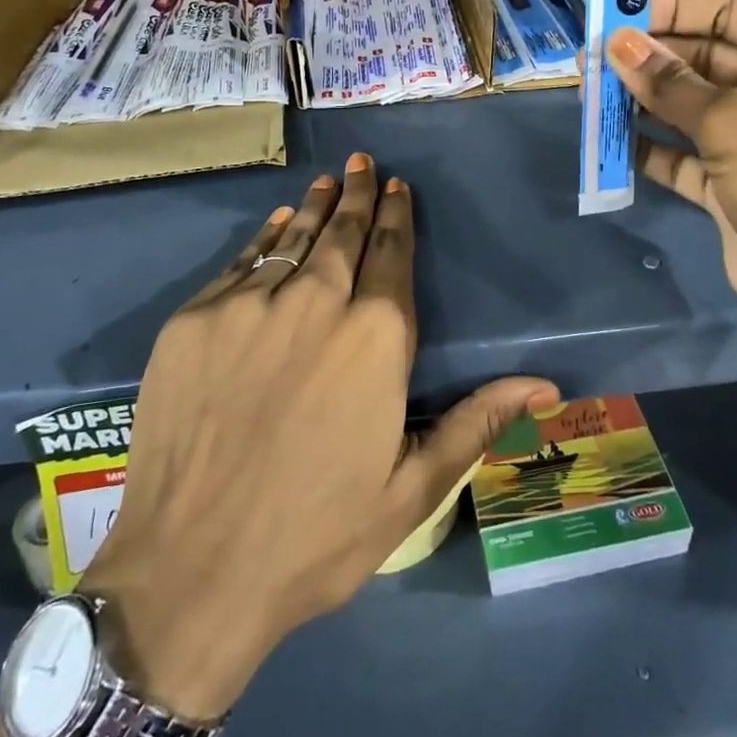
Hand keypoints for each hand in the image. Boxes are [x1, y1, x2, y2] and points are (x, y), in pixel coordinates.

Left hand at [80, 153, 558, 721]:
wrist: (189, 573)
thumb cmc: (315, 535)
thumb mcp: (412, 489)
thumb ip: (477, 421)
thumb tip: (547, 384)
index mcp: (374, 336)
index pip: (391, 255)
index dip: (396, 216)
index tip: (397, 187)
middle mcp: (314, 301)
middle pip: (342, 234)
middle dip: (357, 195)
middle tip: (363, 163)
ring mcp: (248, 306)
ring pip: (292, 239)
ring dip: (314, 208)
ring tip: (327, 181)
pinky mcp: (194, 320)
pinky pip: (240, 263)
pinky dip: (264, 238)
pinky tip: (276, 224)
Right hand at [605, 0, 736, 425]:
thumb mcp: (735, 123)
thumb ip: (670, 83)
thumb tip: (616, 43)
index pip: (728, 11)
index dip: (668, 9)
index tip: (612, 14)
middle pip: (704, 57)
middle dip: (648, 58)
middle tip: (588, 59)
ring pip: (690, 106)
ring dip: (643, 101)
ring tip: (588, 93)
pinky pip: (686, 154)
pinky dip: (652, 148)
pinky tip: (609, 141)